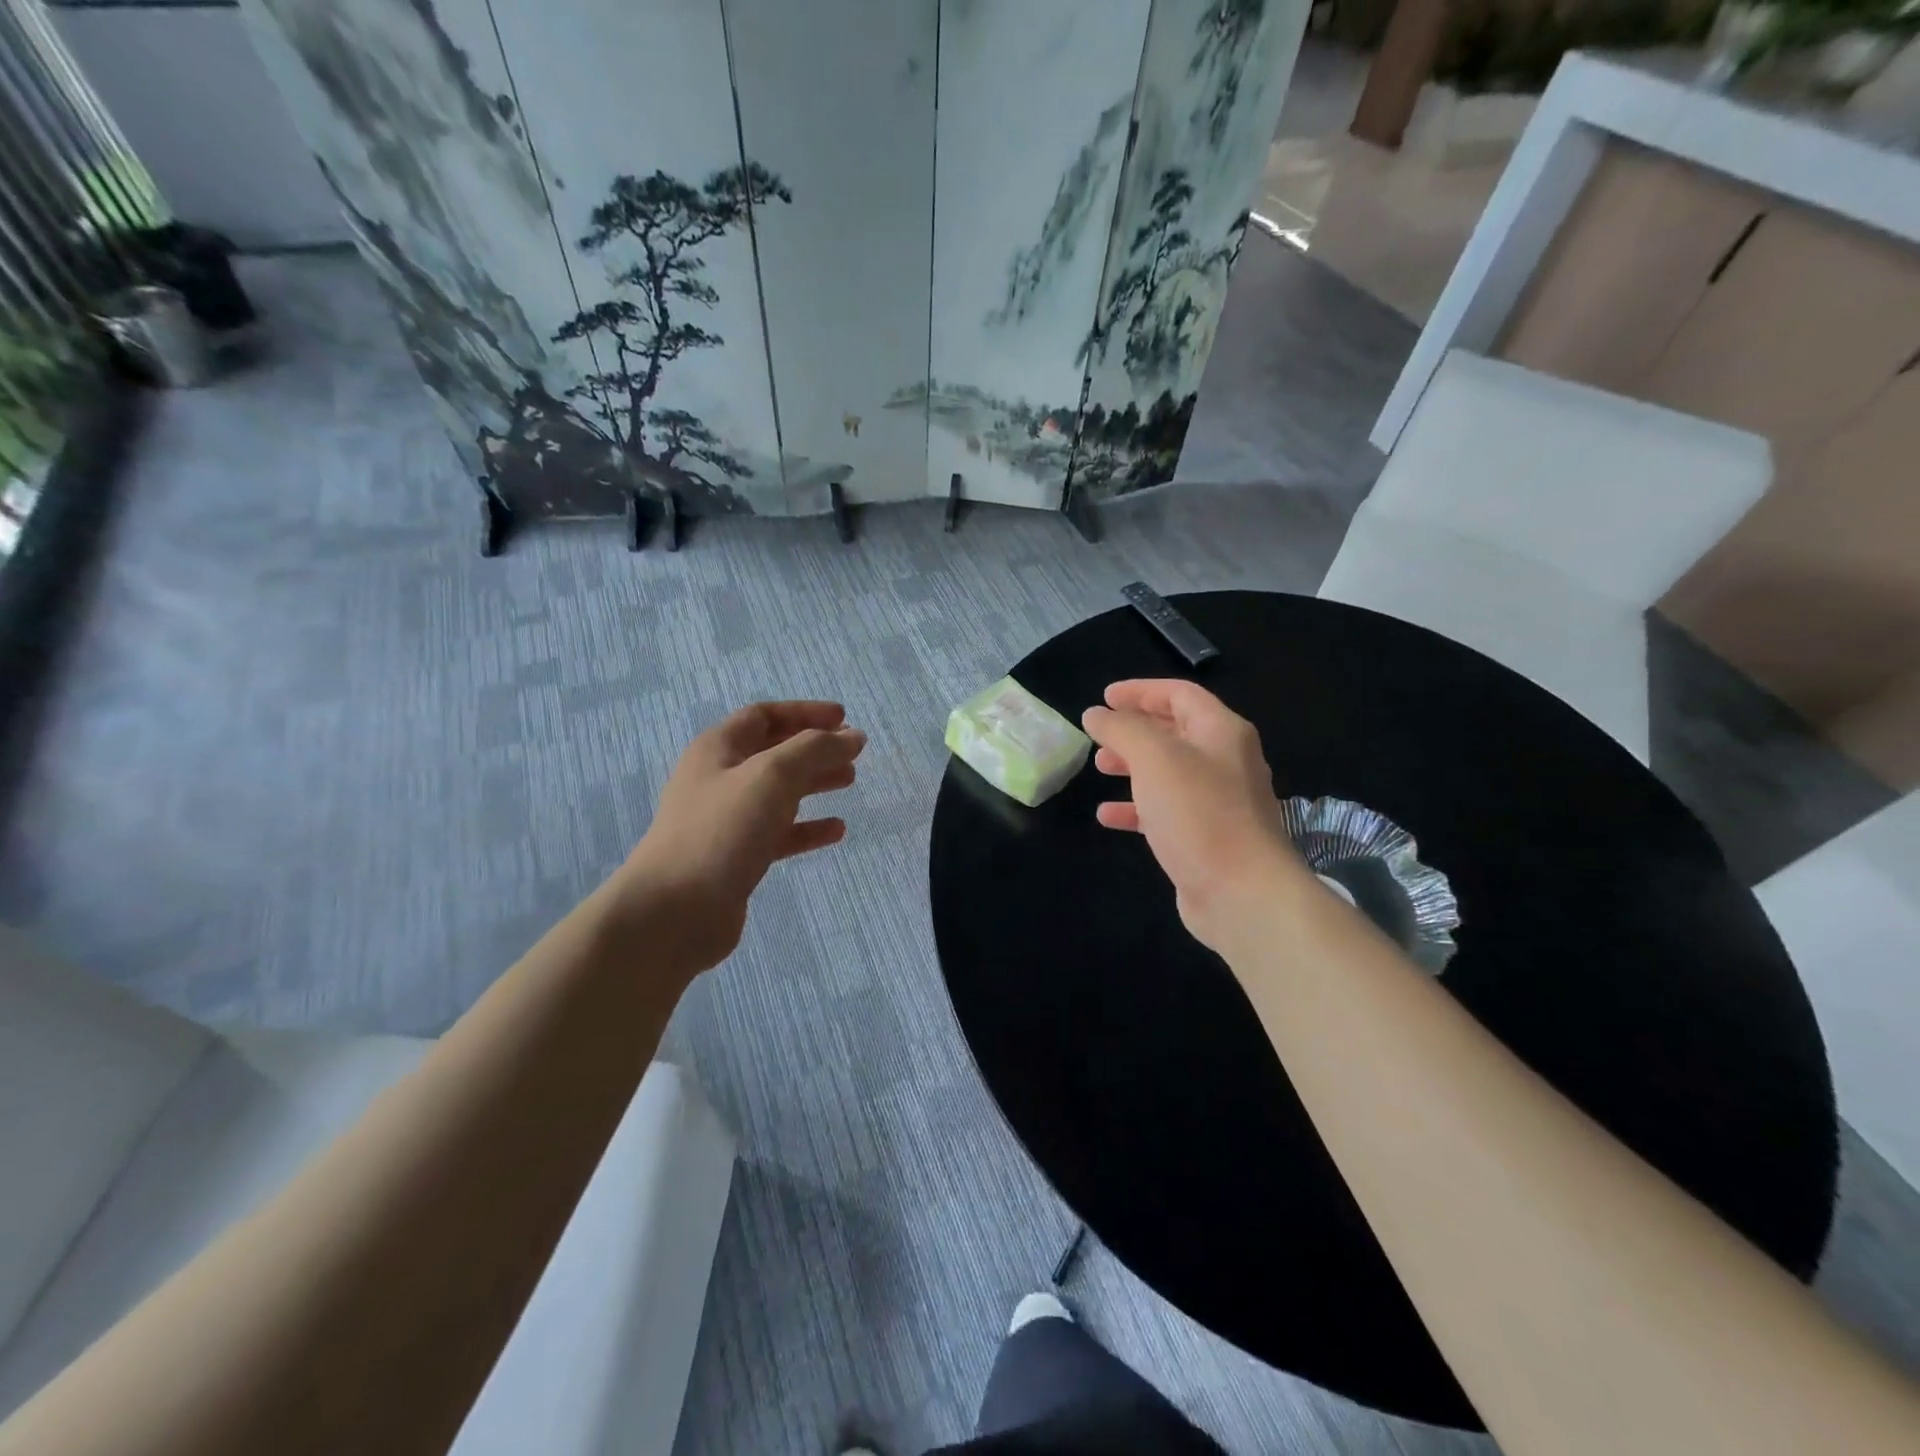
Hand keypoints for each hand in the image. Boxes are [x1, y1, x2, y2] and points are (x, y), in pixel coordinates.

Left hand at [616, 701, 865, 973]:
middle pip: (773, 753)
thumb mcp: (772, 775)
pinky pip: (779, 834)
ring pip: (778, 792)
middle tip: (853, 753)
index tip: (843, 718)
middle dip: (814, 748)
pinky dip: (807, 828)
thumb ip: (816, 749)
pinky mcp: (737, 857)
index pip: (764, 716)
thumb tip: (853, 736)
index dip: (804, 712)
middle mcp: (719, 779)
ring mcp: (726, 820)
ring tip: (850, 781)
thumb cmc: (723, 829)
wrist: (675, 911)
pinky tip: (836, 830)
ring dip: (814, 783)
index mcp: (718, 749)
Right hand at [1083, 680, 1303, 952]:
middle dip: (1135, 730)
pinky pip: (1167, 811)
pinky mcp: (1206, 838)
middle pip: (1176, 732)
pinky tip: (1108, 816)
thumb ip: (1122, 729)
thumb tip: (1096, 714)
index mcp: (1222, 732)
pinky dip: (1137, 808)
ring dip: (1133, 767)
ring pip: (1169, 773)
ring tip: (1100, 768)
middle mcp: (1226, 761)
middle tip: (1100, 735)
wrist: (1242, 892)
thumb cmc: (1199, 813)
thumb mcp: (1154, 758)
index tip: (1105, 698)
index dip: (1141, 691)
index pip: (1180, 695)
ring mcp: (1219, 802)